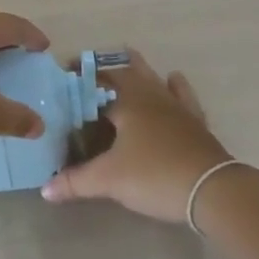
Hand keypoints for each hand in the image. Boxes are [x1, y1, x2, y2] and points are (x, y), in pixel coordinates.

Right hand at [41, 49, 231, 221]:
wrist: (213, 190)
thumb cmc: (155, 175)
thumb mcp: (109, 180)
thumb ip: (75, 182)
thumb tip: (45, 189)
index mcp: (128, 102)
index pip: (97, 82)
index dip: (79, 78)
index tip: (63, 76)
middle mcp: (151, 95)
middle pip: (128, 71)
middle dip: (107, 70)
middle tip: (90, 77)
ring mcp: (177, 106)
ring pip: (155, 78)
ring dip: (140, 71)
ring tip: (127, 67)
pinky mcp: (196, 122)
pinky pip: (183, 95)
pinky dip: (174, 86)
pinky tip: (173, 81)